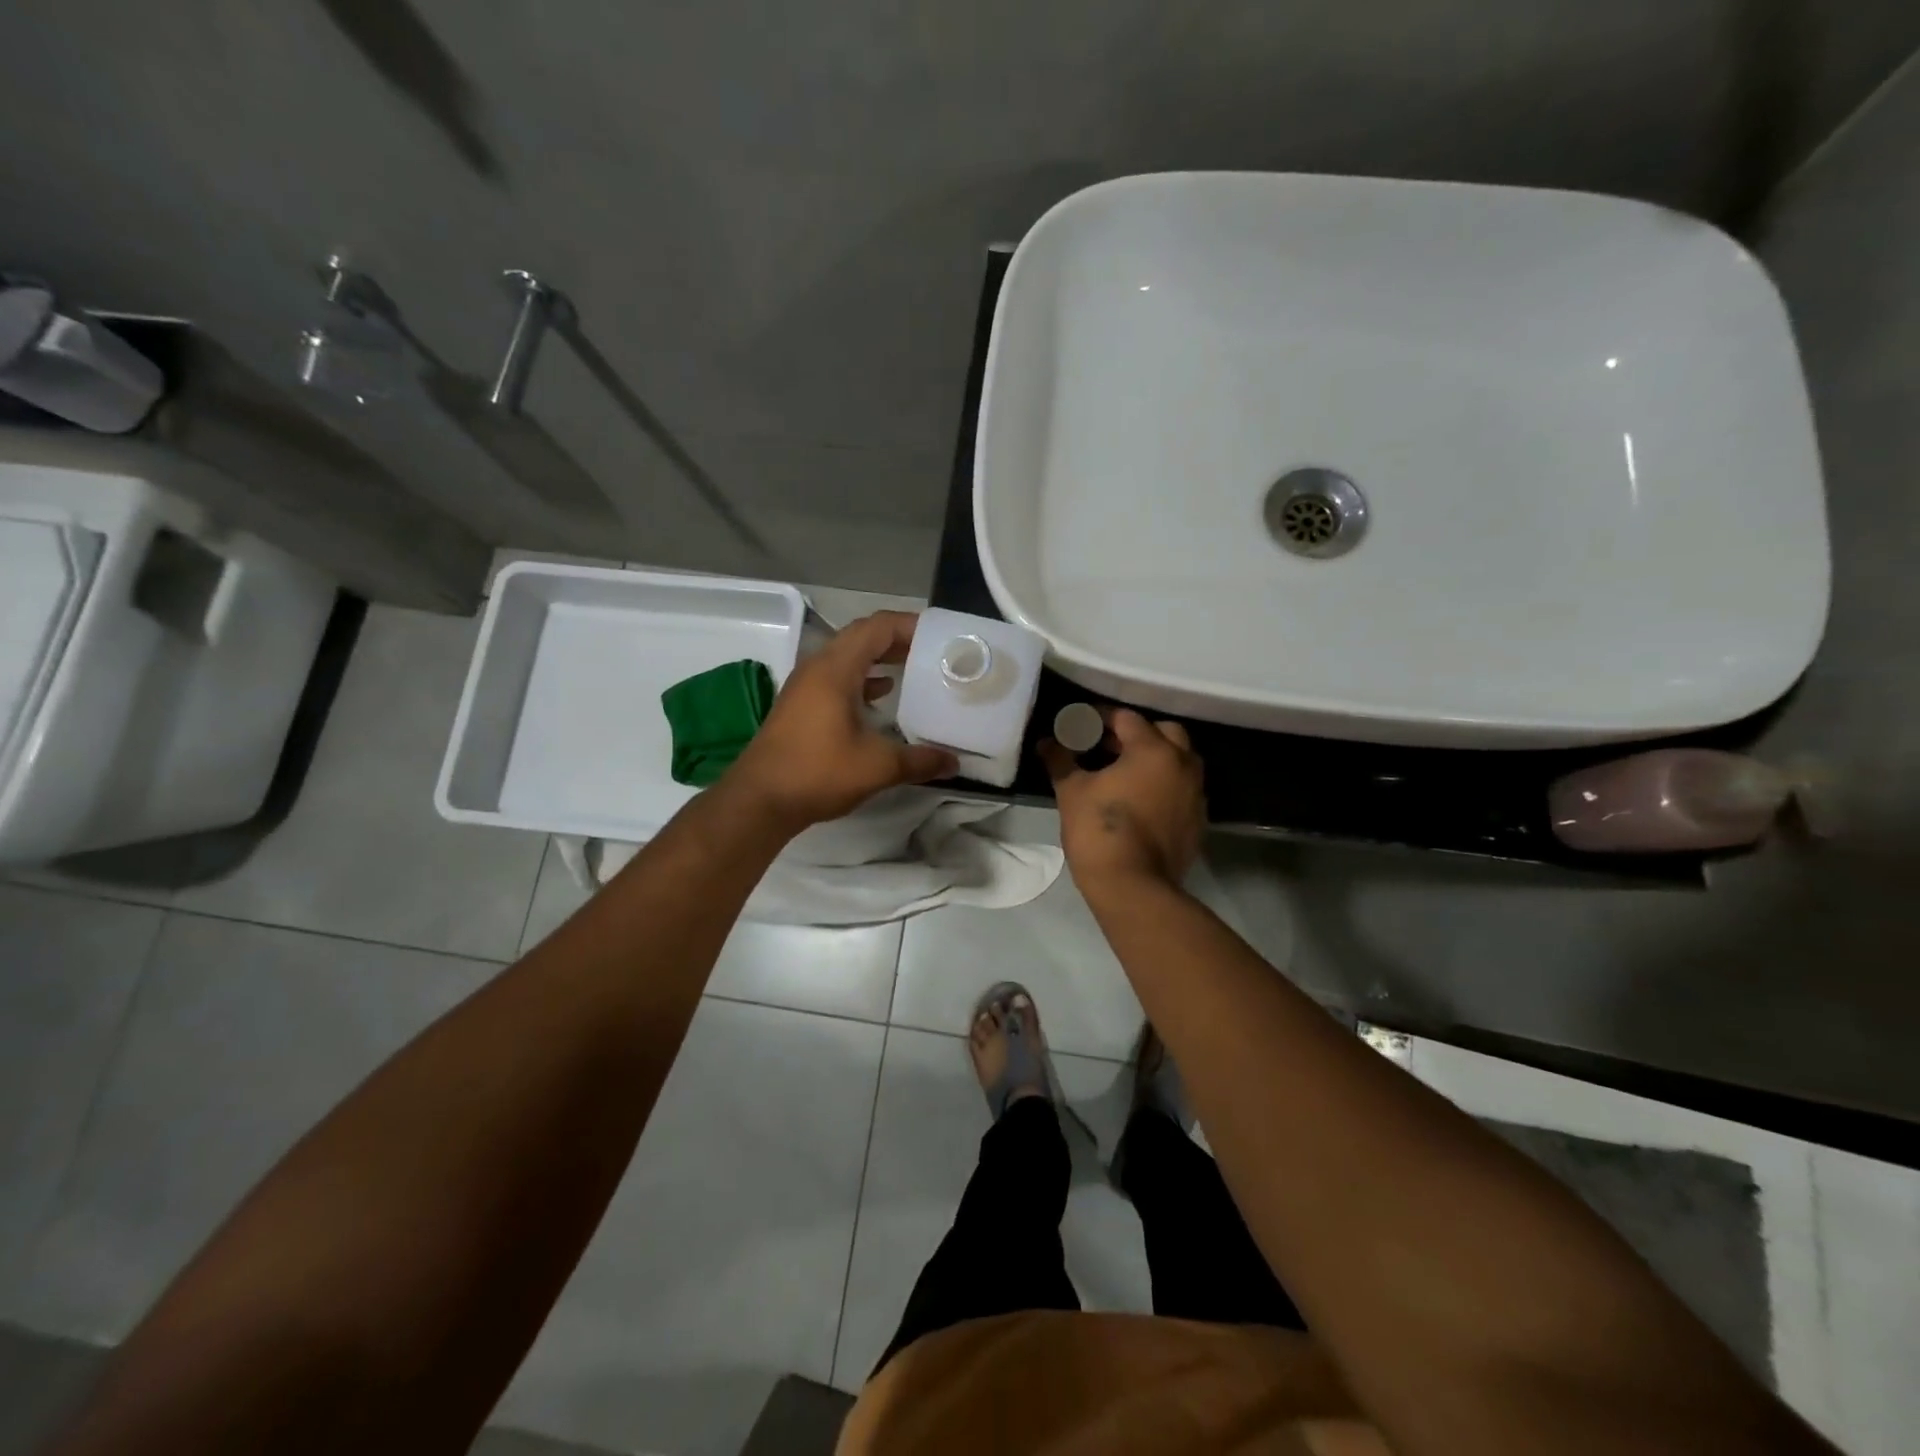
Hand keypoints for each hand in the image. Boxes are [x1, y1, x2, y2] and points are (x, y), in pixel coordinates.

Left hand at [727, 611, 957, 829]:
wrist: (759, 801)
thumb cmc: (818, 773)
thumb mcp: (877, 767)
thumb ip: (919, 761)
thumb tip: (954, 762)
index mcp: (835, 670)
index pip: (876, 628)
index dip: (909, 625)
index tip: (939, 636)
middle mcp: (817, 668)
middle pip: (861, 637)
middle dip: (897, 639)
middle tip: (931, 651)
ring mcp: (805, 686)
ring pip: (847, 656)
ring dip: (878, 657)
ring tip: (913, 668)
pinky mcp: (800, 705)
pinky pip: (836, 676)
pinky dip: (862, 677)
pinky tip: (882, 695)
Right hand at [1039, 708, 1204, 893]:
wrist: (1133, 887)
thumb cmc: (1100, 830)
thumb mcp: (1072, 791)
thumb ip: (1061, 760)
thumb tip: (1046, 742)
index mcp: (1153, 750)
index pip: (1127, 718)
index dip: (1101, 717)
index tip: (1082, 725)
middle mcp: (1183, 765)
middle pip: (1165, 732)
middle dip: (1137, 734)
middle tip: (1108, 745)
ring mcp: (1196, 795)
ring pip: (1180, 761)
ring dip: (1155, 758)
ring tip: (1123, 772)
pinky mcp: (1197, 821)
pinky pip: (1183, 790)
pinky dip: (1165, 786)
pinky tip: (1140, 800)